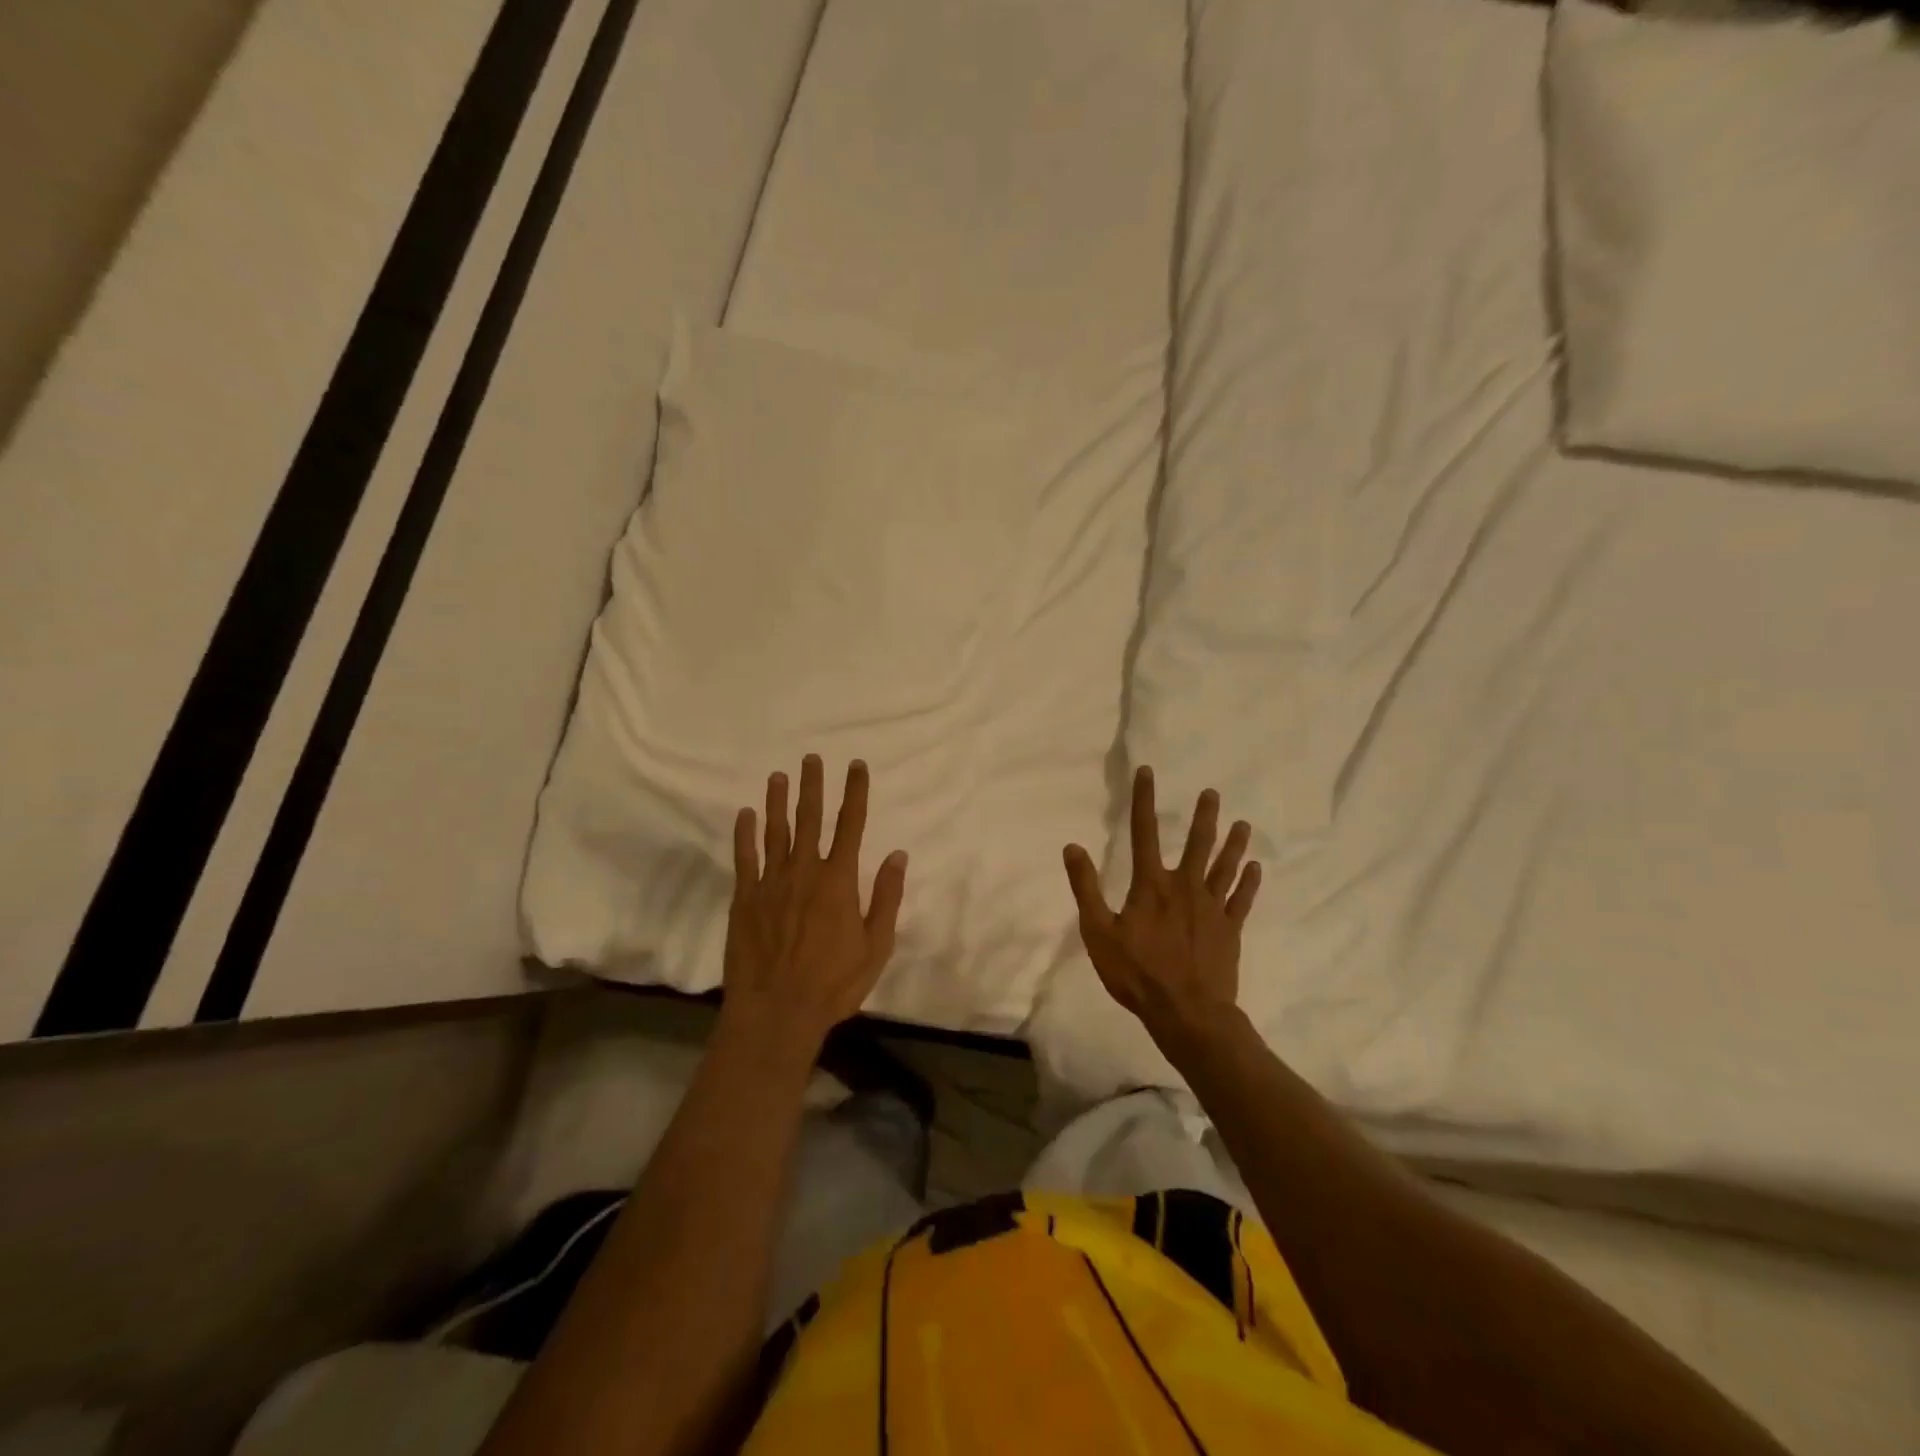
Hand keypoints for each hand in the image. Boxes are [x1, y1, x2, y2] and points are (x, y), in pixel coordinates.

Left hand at [722, 755, 907, 1059]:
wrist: (777, 1011)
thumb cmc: (833, 983)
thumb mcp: (876, 946)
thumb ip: (886, 898)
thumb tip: (898, 855)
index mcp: (839, 880)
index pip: (851, 825)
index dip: (855, 792)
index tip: (855, 765)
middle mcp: (805, 871)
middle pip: (810, 819)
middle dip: (813, 786)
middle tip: (811, 758)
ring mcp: (771, 883)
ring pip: (775, 832)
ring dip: (778, 801)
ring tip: (778, 776)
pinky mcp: (745, 899)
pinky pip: (745, 858)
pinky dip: (745, 834)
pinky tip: (746, 814)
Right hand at [1063, 766, 1260, 1043]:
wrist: (1186, 1013)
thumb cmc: (1137, 973)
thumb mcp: (1098, 932)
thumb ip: (1085, 888)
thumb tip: (1073, 847)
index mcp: (1151, 885)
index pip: (1143, 832)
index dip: (1143, 800)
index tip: (1147, 772)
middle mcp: (1185, 887)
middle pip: (1197, 844)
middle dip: (1204, 817)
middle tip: (1212, 793)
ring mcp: (1211, 908)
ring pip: (1225, 868)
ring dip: (1233, 844)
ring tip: (1243, 824)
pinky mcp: (1229, 930)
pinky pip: (1242, 900)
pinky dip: (1249, 883)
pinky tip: (1256, 868)